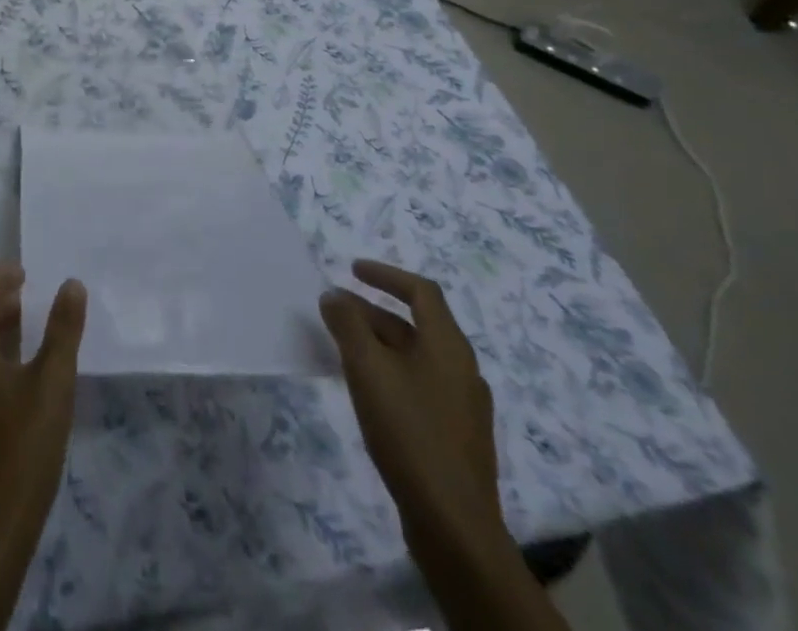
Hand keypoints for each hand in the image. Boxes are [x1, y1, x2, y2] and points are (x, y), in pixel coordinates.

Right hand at [320, 261, 502, 554]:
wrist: (454, 526)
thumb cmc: (410, 432)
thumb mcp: (367, 368)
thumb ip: (347, 324)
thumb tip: (334, 295)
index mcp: (449, 346)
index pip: (421, 292)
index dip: (386, 275)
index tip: (351, 270)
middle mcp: (462, 369)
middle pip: (416, 325)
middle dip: (372, 311)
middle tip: (334, 311)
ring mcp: (463, 406)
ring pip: (416, 357)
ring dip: (379, 343)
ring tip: (343, 349)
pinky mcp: (456, 437)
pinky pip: (420, 386)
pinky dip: (391, 373)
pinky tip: (368, 393)